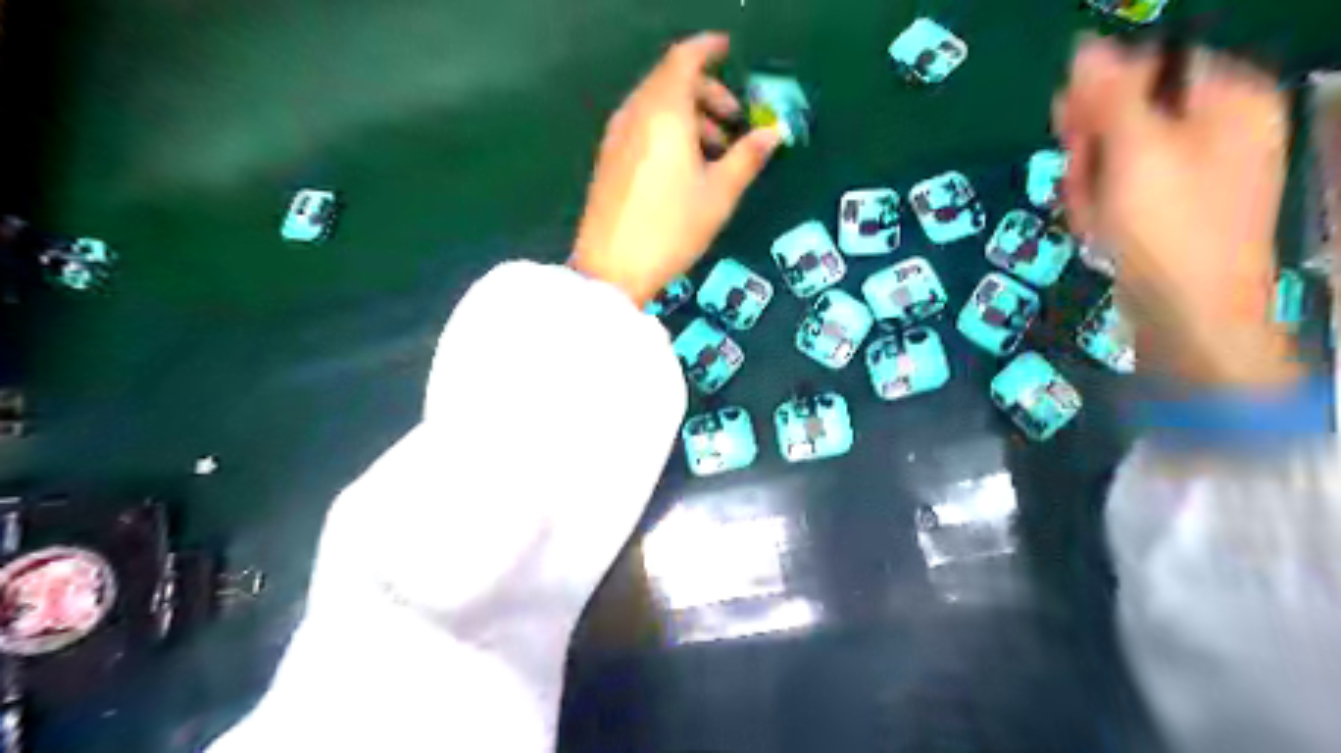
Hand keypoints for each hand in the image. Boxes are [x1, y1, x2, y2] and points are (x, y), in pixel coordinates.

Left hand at [570, 32, 780, 305]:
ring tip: (714, 151)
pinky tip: (683, 166)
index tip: (728, 51)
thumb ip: (747, 157)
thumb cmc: (671, 228)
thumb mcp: (719, 194)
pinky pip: (641, 126)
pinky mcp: (608, 160)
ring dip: (688, 115)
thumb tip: (773, 133)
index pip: (684, 60)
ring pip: (655, 106)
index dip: (707, 50)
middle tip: (733, 121)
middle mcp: (635, 114)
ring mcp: (617, 137)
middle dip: (706, 92)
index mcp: (664, 112)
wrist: (611, 268)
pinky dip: (666, 130)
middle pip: (670, 82)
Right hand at [1058, 39, 1298, 386]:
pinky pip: (1122, 190)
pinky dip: (1102, 207)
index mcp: (1228, 101)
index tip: (1069, 131)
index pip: (1147, 70)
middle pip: (1128, 115)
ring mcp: (1195, 173)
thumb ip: (1110, 96)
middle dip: (1092, 150)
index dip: (1101, 99)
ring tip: (1095, 217)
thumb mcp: (1136, 153)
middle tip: (1082, 180)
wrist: (1189, 314)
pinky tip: (1101, 231)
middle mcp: (1218, 130)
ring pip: (1116, 157)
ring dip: (1089, 185)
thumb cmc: (1168, 229)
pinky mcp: (1171, 209)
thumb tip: (1083, 49)